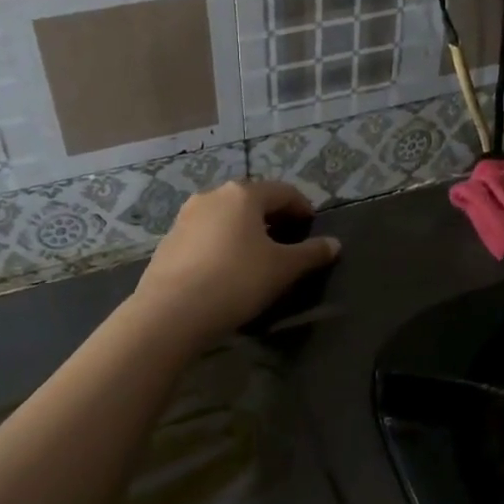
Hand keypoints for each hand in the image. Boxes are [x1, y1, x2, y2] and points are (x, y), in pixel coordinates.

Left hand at [130, 179, 340, 345]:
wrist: (171, 312)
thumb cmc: (236, 280)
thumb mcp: (283, 269)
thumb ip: (311, 253)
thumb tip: (334, 244)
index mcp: (243, 194)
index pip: (283, 191)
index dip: (302, 207)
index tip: (312, 226)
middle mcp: (212, 196)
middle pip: (252, 200)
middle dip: (273, 218)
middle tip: (288, 241)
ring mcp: (186, 217)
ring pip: (226, 217)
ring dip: (246, 230)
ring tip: (258, 256)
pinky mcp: (169, 241)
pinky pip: (206, 235)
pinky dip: (223, 243)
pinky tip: (227, 269)